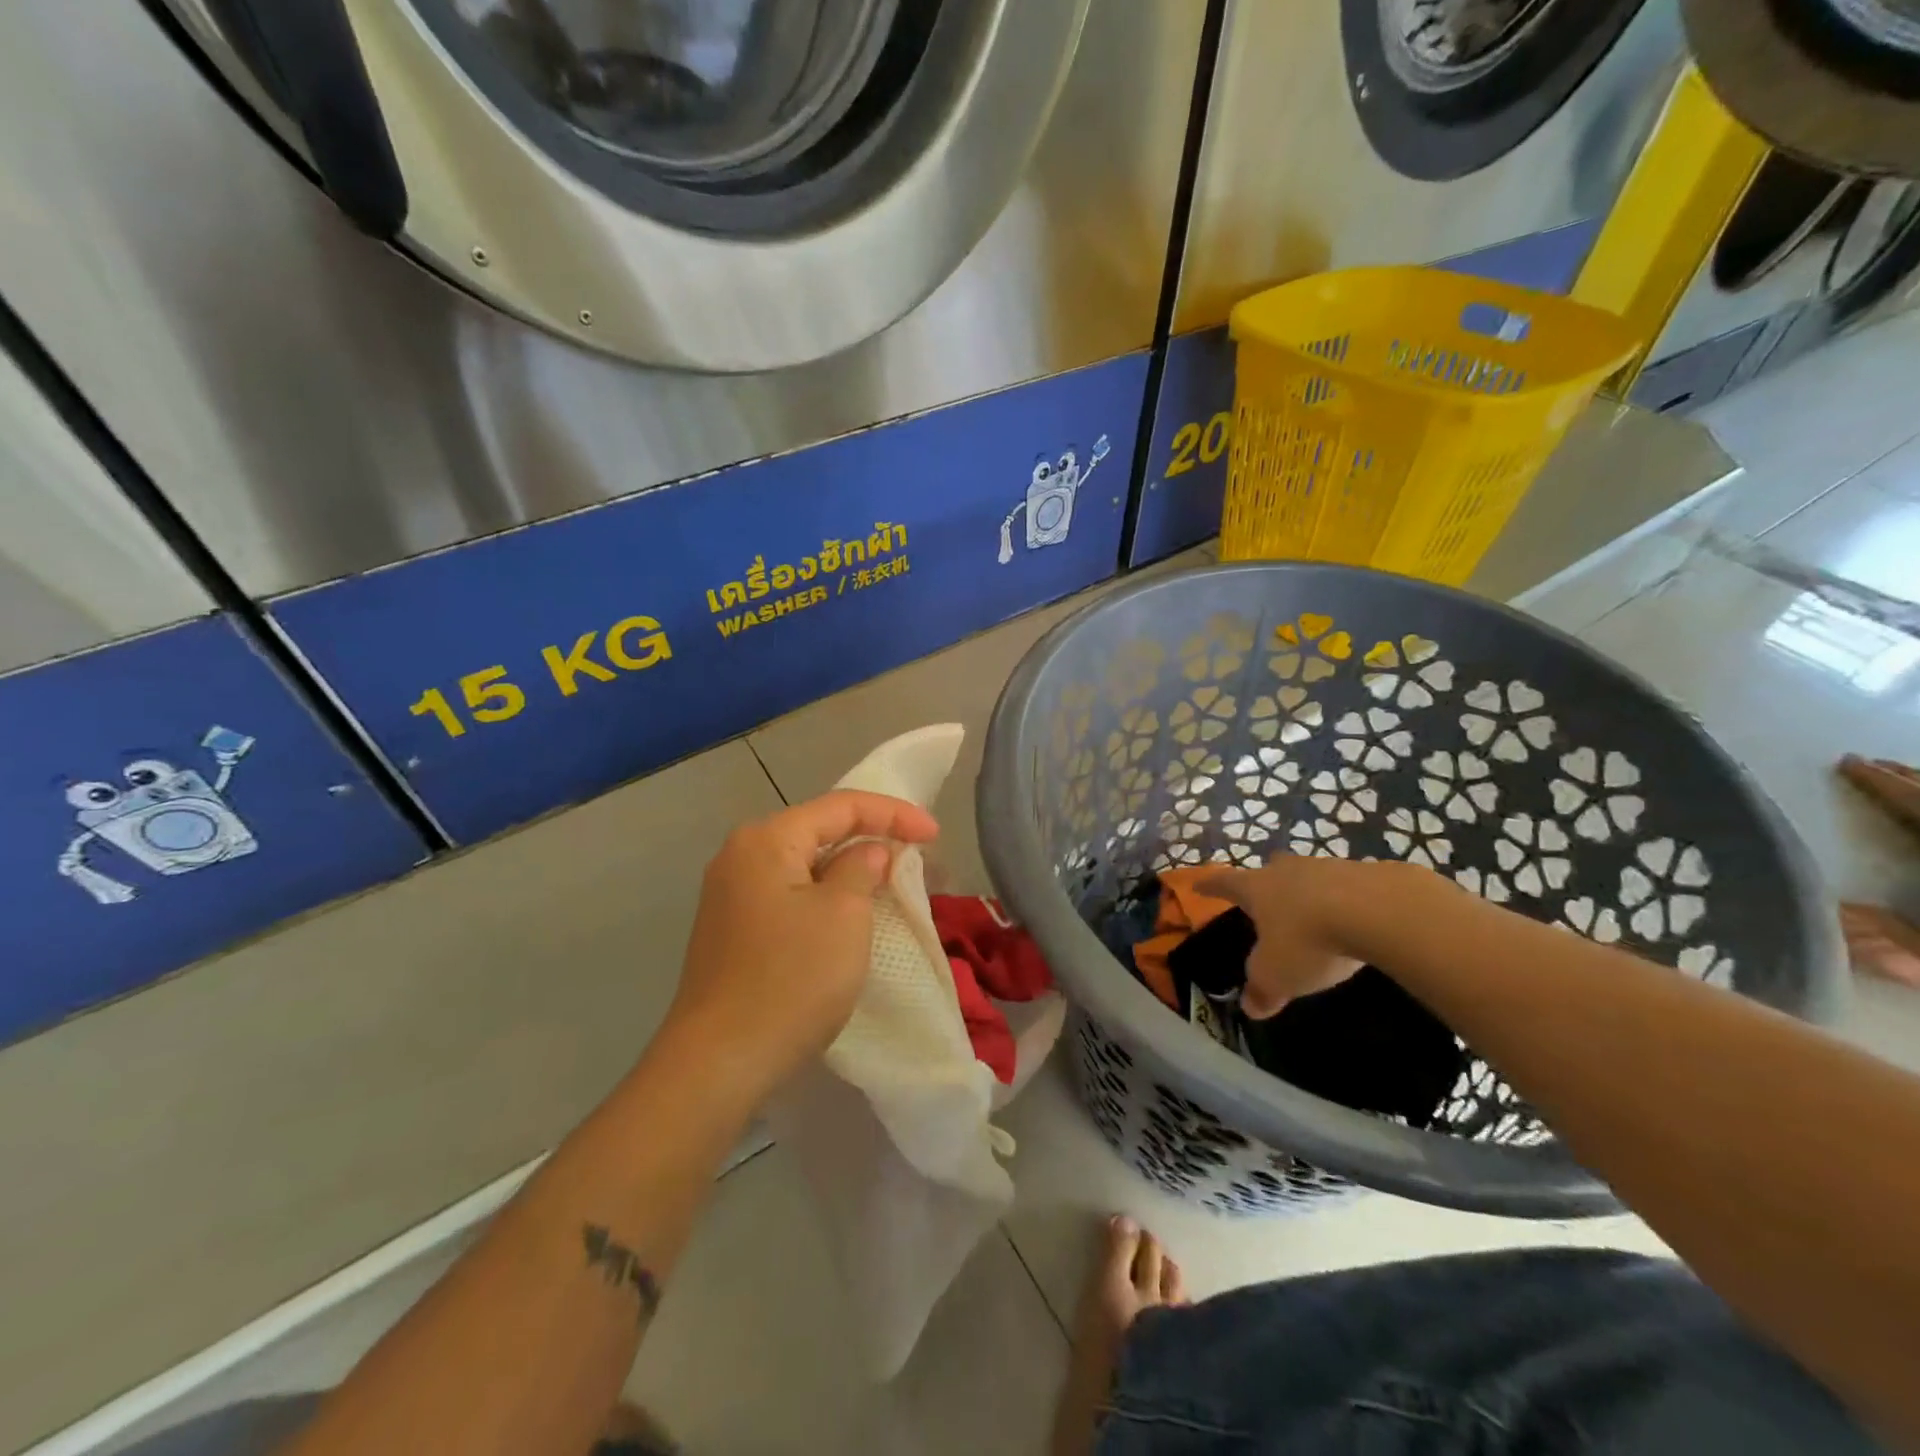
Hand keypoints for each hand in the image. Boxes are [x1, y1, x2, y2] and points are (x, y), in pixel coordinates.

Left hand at [662, 790, 938, 1100]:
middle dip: (872, 838)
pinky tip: (851, 912)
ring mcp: (731, 895)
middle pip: (819, 830)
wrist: (719, 1063)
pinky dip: (827, 895)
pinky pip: (791, 894)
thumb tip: (867, 853)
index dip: (894, 813)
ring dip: (851, 870)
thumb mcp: (843, 916)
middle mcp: (741, 856)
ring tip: (892, 881)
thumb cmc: (791, 980)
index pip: (841, 806)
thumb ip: (861, 868)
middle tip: (918, 855)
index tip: (935, 833)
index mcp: (766, 840)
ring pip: (805, 865)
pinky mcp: (733, 930)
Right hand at [1198, 857, 1406, 1017]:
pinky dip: (1348, 900)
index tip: (1200, 884)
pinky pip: (1350, 886)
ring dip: (1310, 892)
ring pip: (1311, 876)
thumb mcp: (1277, 975)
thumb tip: (1251, 1007)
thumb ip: (1262, 990)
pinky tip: (1359, 919)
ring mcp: (1329, 867)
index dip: (1211, 886)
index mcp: (1257, 888)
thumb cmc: (1310, 940)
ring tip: (1316, 914)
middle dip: (1267, 881)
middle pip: (1271, 870)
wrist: (1380, 911)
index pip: (1225, 883)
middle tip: (1267, 897)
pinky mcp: (1370, 873)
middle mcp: (1288, 870)